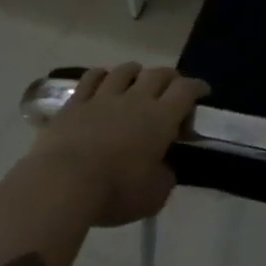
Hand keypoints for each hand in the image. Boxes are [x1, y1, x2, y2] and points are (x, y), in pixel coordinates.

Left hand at [32, 64, 209, 226]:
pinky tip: (103, 80)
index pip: (186, 90)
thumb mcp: (154, 195)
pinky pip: (91, 78)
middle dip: (170, 78)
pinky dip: (101, 75)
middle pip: (158, 74)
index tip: (203, 92)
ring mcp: (102, 97)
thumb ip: (165, 176)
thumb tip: (165, 168)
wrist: (62, 183)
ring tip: (137, 81)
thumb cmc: (115, 191)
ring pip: (124, 70)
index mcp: (161, 118)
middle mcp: (135, 99)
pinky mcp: (74, 104)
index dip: (198, 88)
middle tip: (173, 89)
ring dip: (136, 72)